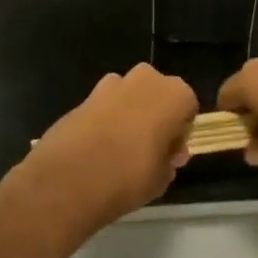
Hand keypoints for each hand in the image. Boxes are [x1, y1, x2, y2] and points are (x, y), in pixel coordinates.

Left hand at [21, 63, 198, 238]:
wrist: (69, 178)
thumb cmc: (129, 176)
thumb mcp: (162, 179)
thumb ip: (168, 161)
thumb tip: (166, 155)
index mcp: (174, 94)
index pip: (188, 108)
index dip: (180, 133)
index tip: (170, 155)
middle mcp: (146, 79)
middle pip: (158, 94)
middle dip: (156, 116)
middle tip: (149, 150)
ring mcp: (113, 83)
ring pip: (131, 95)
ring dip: (131, 114)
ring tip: (121, 149)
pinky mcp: (86, 94)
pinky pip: (106, 104)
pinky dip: (106, 118)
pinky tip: (98, 147)